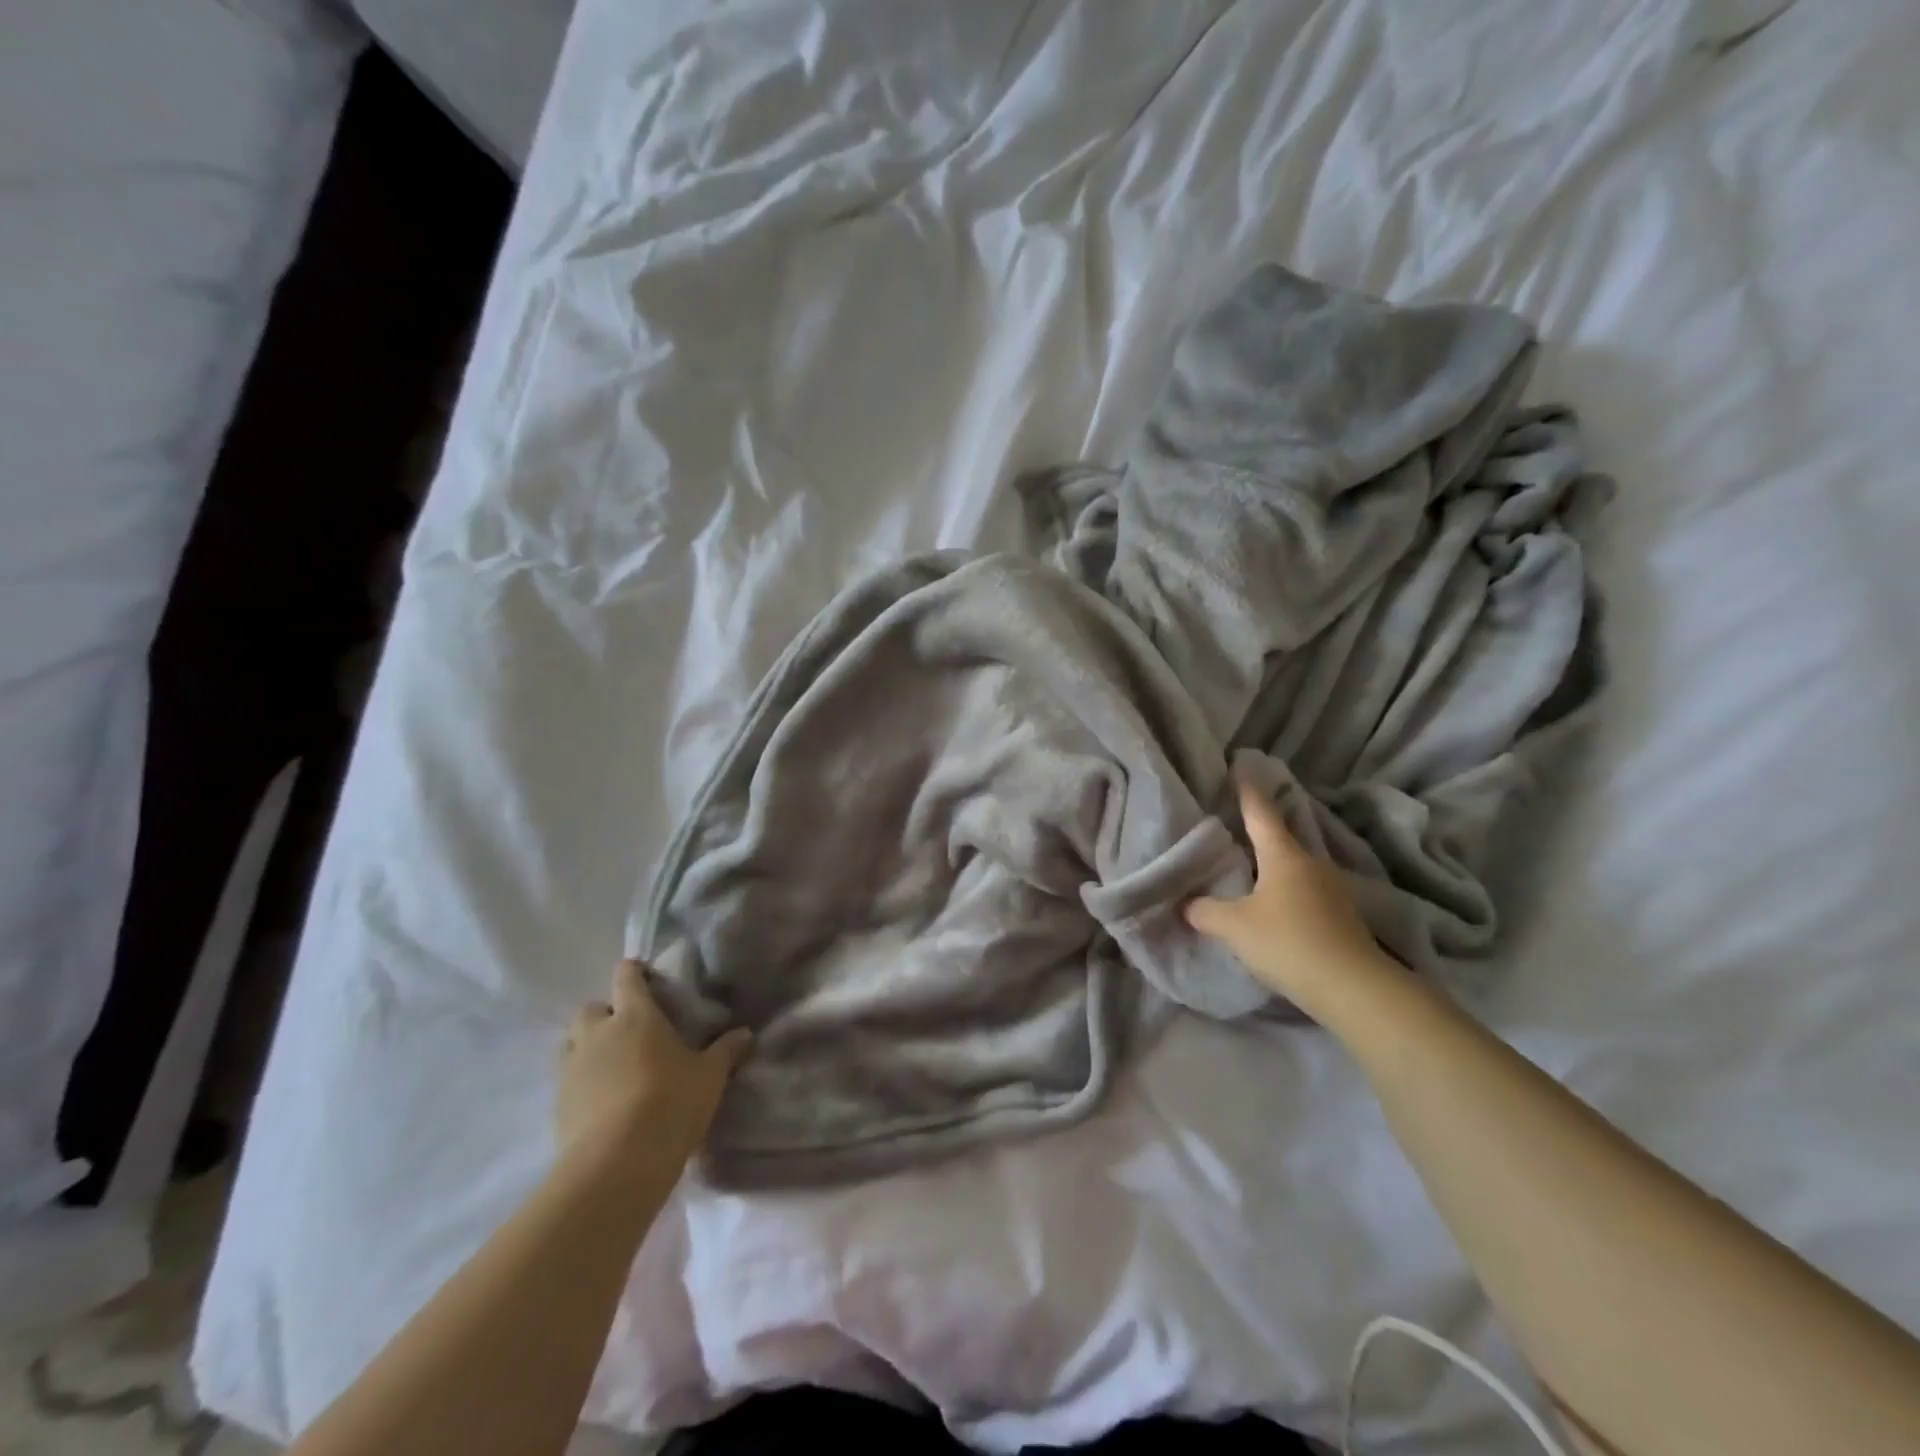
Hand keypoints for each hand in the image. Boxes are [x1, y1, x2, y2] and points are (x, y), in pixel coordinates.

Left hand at [557, 960, 751, 1167]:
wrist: (616, 1164)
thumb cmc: (669, 1103)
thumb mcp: (709, 1077)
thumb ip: (726, 1051)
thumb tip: (746, 1034)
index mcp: (635, 1015)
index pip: (626, 977)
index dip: (634, 972)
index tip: (645, 976)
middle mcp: (598, 1033)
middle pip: (592, 1008)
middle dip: (606, 1013)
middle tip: (630, 1030)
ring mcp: (572, 1068)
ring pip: (572, 1042)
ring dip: (588, 1046)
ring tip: (613, 1065)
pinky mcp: (557, 1104)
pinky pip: (567, 1079)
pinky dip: (582, 1081)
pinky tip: (603, 1100)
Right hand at [1184, 777, 1400, 1015]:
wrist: (1354, 989)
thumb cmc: (1288, 942)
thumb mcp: (1235, 927)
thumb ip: (1206, 911)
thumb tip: (1187, 903)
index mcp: (1284, 855)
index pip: (1261, 813)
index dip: (1248, 792)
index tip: (1241, 768)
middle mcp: (1312, 864)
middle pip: (1281, 840)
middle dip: (1259, 833)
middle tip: (1235, 826)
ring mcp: (1332, 891)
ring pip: (1295, 869)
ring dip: (1273, 868)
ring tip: (1249, 871)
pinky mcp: (1342, 918)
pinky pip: (1306, 894)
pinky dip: (1287, 894)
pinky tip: (1274, 909)